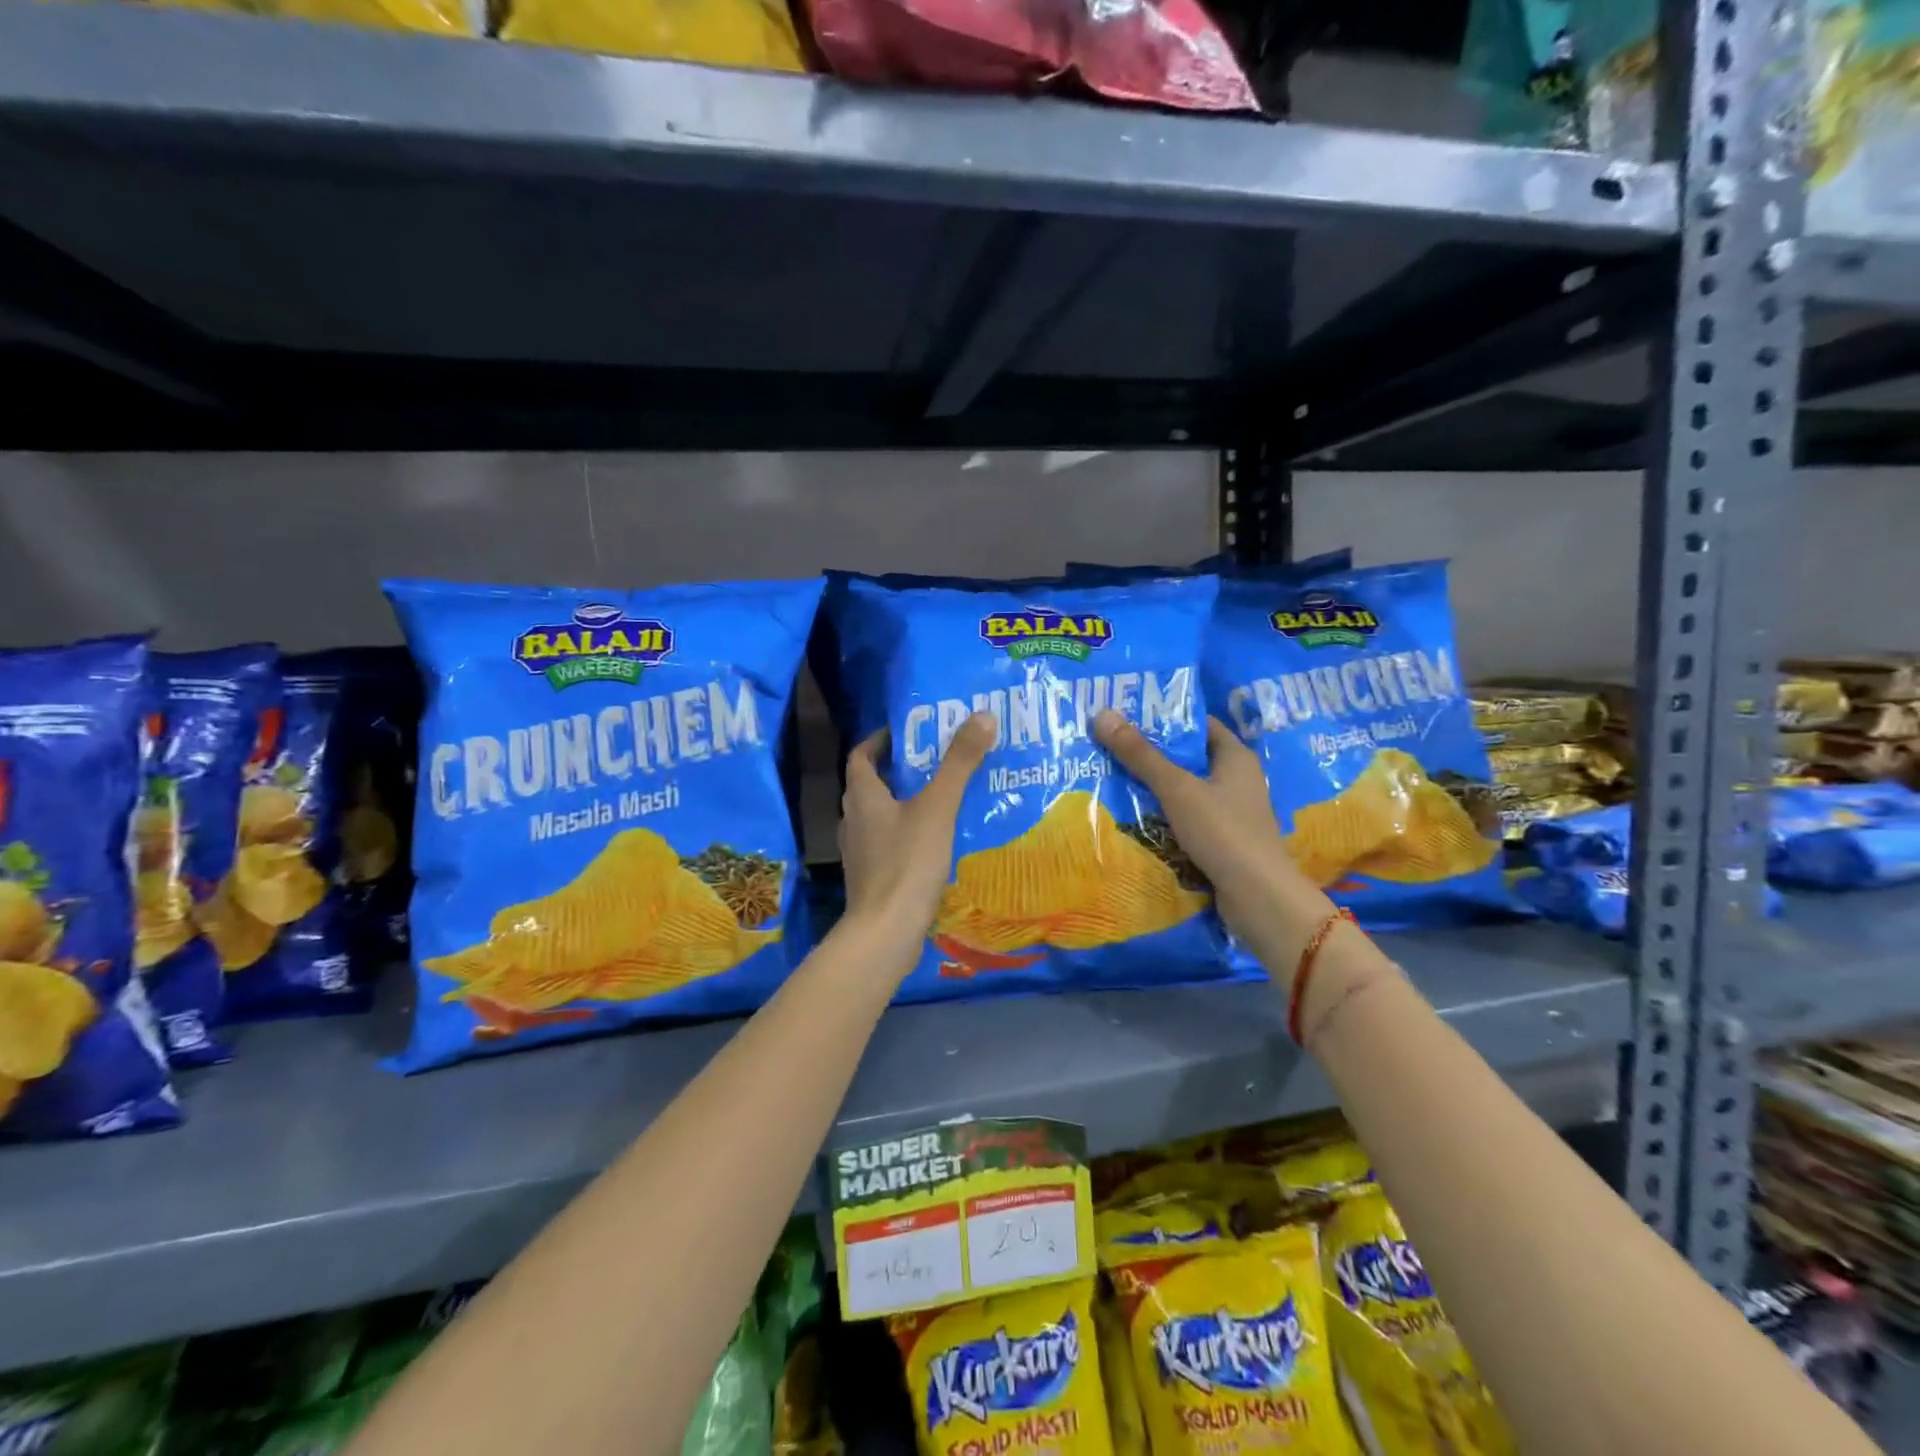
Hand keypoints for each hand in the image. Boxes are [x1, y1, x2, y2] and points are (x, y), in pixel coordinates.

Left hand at [839, 714, 993, 957]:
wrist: (886, 932)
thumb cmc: (907, 862)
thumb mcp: (938, 807)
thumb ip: (959, 764)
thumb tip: (983, 716)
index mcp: (862, 797)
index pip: (861, 755)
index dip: (880, 740)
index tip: (909, 733)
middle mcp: (854, 820)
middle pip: (872, 785)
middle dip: (901, 771)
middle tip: (936, 762)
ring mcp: (860, 852)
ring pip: (881, 816)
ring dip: (905, 803)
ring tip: (943, 798)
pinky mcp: (872, 877)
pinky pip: (889, 843)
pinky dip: (908, 834)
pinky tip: (937, 841)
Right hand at [1093, 710, 1331, 985]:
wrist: (1258, 897)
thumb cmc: (1222, 831)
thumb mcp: (1176, 788)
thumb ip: (1140, 754)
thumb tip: (1103, 714)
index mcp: (1235, 756)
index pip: (1198, 725)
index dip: (1165, 718)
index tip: (1127, 716)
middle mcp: (1236, 779)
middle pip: (1188, 758)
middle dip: (1151, 754)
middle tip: (1109, 747)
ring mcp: (1230, 812)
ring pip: (1185, 790)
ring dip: (1154, 788)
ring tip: (1111, 779)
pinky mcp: (1223, 840)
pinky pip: (1187, 818)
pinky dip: (1164, 816)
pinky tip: (1134, 818)